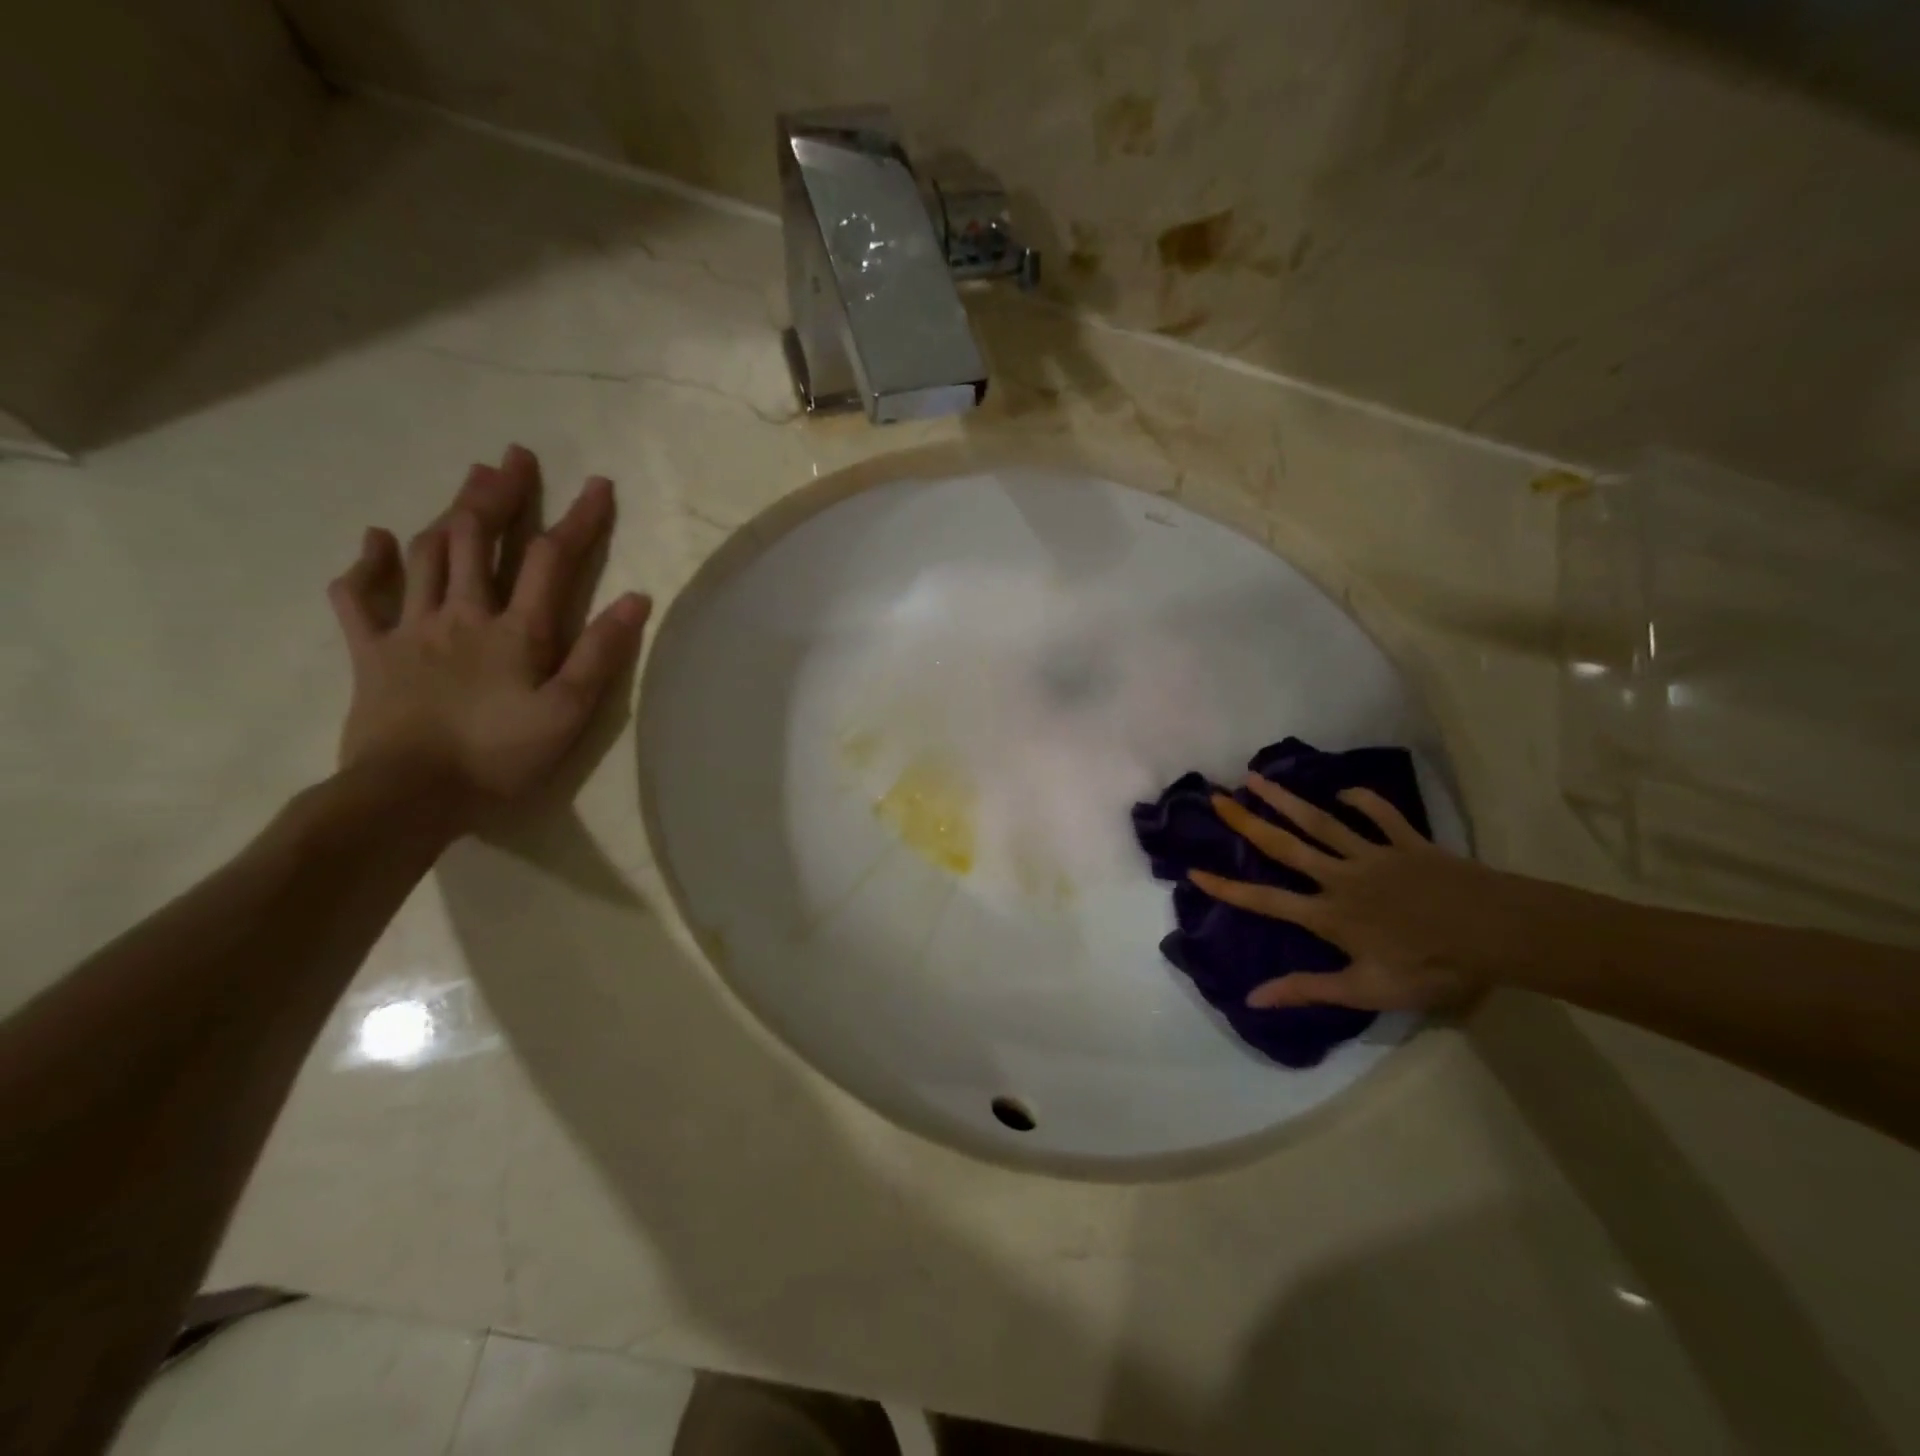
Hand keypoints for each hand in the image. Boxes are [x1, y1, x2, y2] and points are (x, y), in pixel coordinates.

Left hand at [326, 445, 651, 828]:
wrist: (407, 796)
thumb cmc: (499, 757)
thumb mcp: (568, 712)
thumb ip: (600, 653)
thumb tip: (636, 599)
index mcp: (515, 630)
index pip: (550, 559)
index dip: (577, 519)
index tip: (597, 484)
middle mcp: (461, 614)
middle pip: (476, 539)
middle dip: (499, 495)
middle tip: (512, 458)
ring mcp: (409, 630)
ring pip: (425, 556)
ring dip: (447, 513)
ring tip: (466, 482)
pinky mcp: (371, 654)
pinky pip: (359, 599)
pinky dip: (366, 566)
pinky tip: (374, 541)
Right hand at [1190, 775, 1507, 1011]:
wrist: (1497, 933)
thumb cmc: (1431, 966)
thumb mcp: (1367, 990)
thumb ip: (1308, 989)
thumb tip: (1253, 998)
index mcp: (1329, 914)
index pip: (1266, 900)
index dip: (1228, 888)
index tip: (1193, 870)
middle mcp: (1341, 877)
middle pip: (1285, 846)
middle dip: (1247, 822)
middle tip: (1217, 797)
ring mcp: (1374, 855)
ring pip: (1321, 822)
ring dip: (1287, 799)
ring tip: (1257, 777)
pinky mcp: (1408, 843)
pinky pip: (1382, 816)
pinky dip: (1363, 801)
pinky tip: (1345, 791)